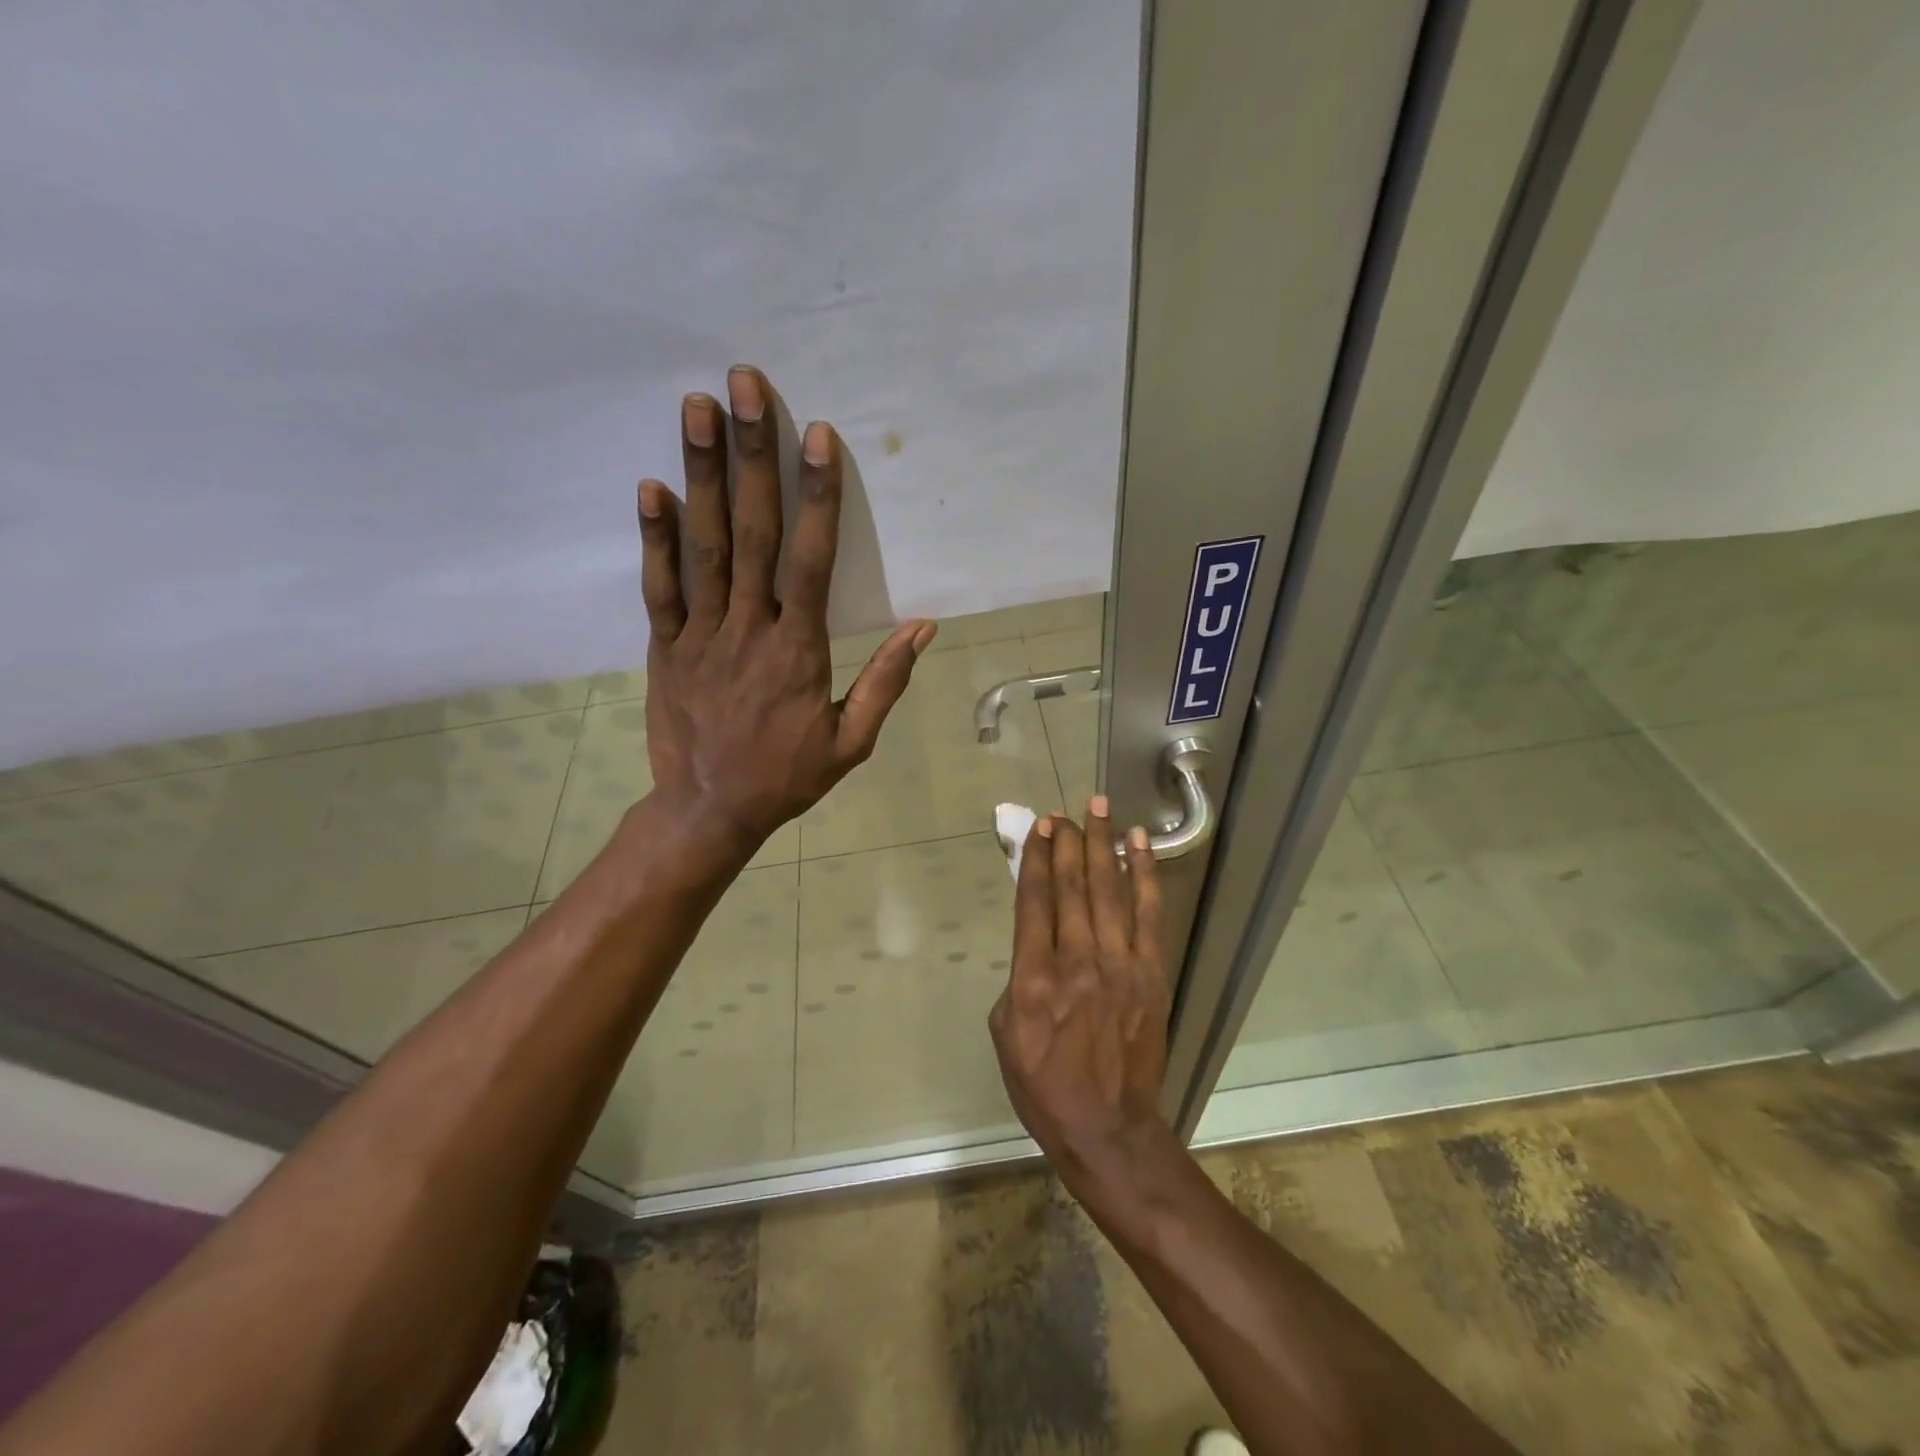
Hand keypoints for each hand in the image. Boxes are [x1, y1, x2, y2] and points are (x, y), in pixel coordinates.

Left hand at [637, 366, 934, 851]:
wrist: (709, 810)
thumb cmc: (787, 776)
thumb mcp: (852, 742)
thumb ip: (886, 682)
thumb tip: (924, 628)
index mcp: (798, 650)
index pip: (811, 562)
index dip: (816, 497)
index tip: (816, 437)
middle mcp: (748, 629)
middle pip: (753, 533)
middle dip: (751, 455)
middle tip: (744, 386)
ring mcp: (700, 634)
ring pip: (704, 546)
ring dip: (700, 474)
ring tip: (695, 408)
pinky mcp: (665, 646)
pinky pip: (660, 587)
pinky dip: (655, 537)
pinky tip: (652, 486)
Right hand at [989, 800, 1176, 1206]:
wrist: (1107, 1127)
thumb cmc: (1044, 1085)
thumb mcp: (1005, 1032)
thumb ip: (1018, 977)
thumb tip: (1035, 940)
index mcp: (1035, 977)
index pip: (1035, 900)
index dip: (1036, 857)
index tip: (1038, 828)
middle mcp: (1077, 961)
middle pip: (1072, 886)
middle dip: (1068, 842)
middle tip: (1066, 812)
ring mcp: (1120, 965)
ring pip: (1109, 890)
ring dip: (1103, 844)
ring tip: (1099, 808)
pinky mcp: (1151, 974)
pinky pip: (1149, 914)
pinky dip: (1144, 875)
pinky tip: (1139, 845)